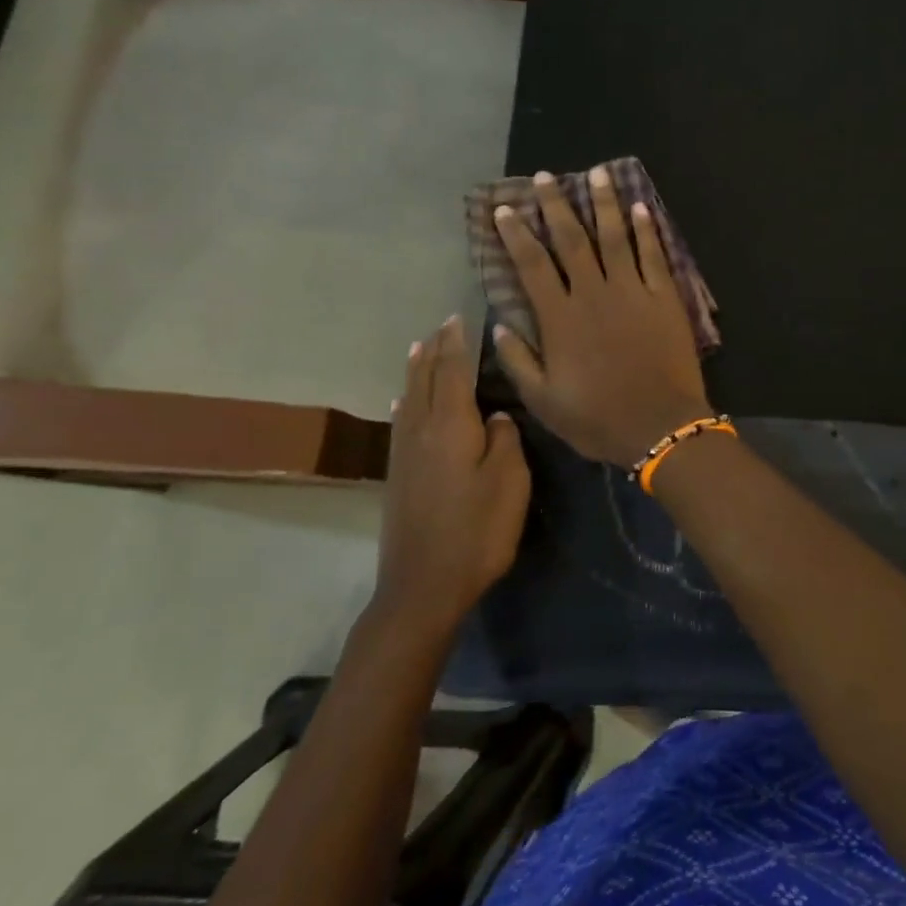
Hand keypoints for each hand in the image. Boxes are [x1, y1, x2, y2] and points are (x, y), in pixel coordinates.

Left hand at [375, 315, 530, 632]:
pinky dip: (405, 401)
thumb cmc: (476, 532)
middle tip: (441, 327)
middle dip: (434, 351)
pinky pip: (401, 421)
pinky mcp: (397, 476)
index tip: (458, 319)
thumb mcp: (509, 483)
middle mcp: (421, 431)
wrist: (422, 586)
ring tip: (420, 349)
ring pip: (409, 399)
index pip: (452, 372)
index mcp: (451, 427)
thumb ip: (504, 441)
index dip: (456, 345)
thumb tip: (494, 416)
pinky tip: (403, 403)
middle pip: (426, 380)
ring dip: (416, 371)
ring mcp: (404, 454)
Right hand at [492, 167, 713, 467]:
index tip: (505, 209)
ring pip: (615, 236)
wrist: (660, 426)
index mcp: (560, 318)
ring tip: (597, 173)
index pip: (532, 265)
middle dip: (556, 205)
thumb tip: (499, 325)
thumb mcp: (544, 401)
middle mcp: (593, 294)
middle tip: (545, 177)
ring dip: (604, 203)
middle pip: (571, 239)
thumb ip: (518, 361)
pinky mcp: (664, 297)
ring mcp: (632, 292)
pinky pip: (654, 255)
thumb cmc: (599, 418)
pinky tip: (640, 206)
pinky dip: (646, 229)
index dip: (516, 234)